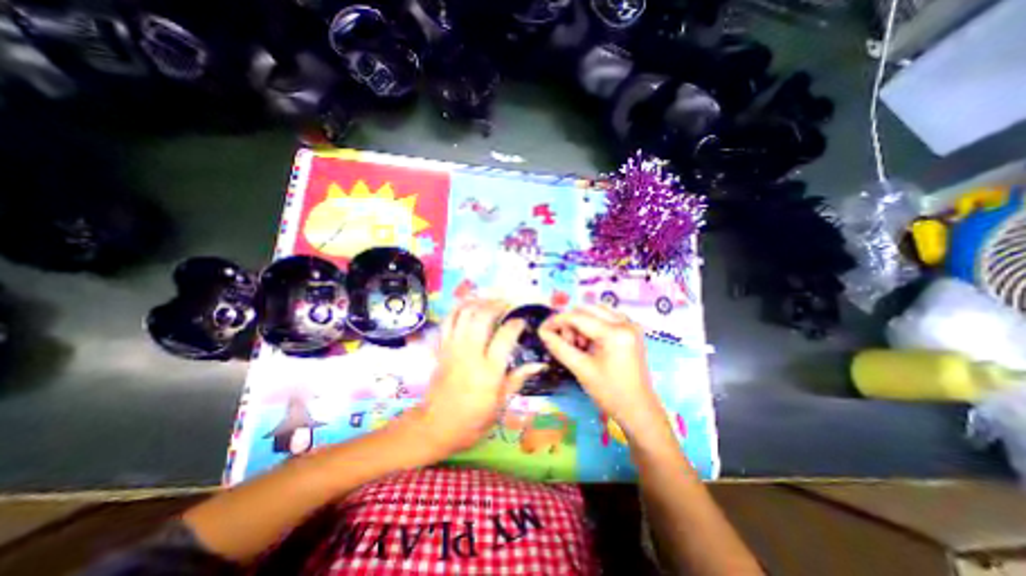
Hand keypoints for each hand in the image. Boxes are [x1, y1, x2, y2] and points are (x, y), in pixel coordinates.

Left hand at [401, 300, 542, 460]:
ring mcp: (453, 348)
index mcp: (489, 371)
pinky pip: (449, 321)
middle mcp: (470, 354)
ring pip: (465, 314)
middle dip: (497, 305)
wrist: (435, 427)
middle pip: (483, 317)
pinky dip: (459, 308)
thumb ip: (518, 379)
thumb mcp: (501, 405)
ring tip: (491, 301)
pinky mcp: (442, 348)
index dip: (516, 323)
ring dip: (479, 302)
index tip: (522, 321)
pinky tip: (469, 305)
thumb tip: (539, 364)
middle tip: (508, 304)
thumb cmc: (472, 420)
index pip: (505, 336)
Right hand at [537, 309, 675, 442]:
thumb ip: (559, 347)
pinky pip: (605, 318)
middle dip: (570, 323)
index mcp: (615, 332)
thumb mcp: (581, 369)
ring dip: (581, 323)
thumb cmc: (610, 393)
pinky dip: (592, 326)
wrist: (638, 411)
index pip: (578, 317)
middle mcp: (625, 322)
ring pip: (596, 312)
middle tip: (564, 343)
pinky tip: (588, 344)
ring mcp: (630, 325)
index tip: (542, 329)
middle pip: (587, 309)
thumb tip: (542, 332)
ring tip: (577, 346)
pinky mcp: (630, 331)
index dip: (557, 321)